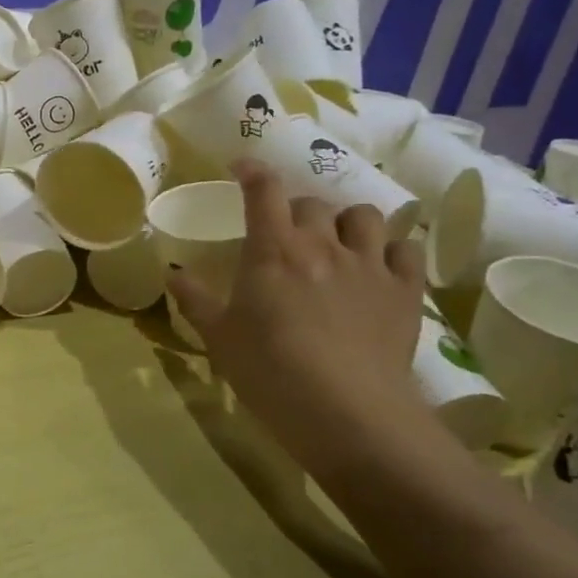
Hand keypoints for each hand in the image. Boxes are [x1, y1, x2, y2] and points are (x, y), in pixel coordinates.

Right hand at [167, 161, 431, 479]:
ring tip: (338, 243)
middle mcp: (323, 243)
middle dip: (297, 211)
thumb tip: (172, 274)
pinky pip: (405, 249)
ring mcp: (369, 264)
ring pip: (364, 216)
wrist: (344, 410)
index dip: (253, 171)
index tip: (243, 167)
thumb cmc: (269, 371)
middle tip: (287, 236)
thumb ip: (195, 300)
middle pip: (313, 203)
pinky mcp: (405, 290)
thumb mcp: (219, 337)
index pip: (264, 190)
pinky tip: (380, 267)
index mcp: (273, 249)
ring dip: (347, 222)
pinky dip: (391, 250)